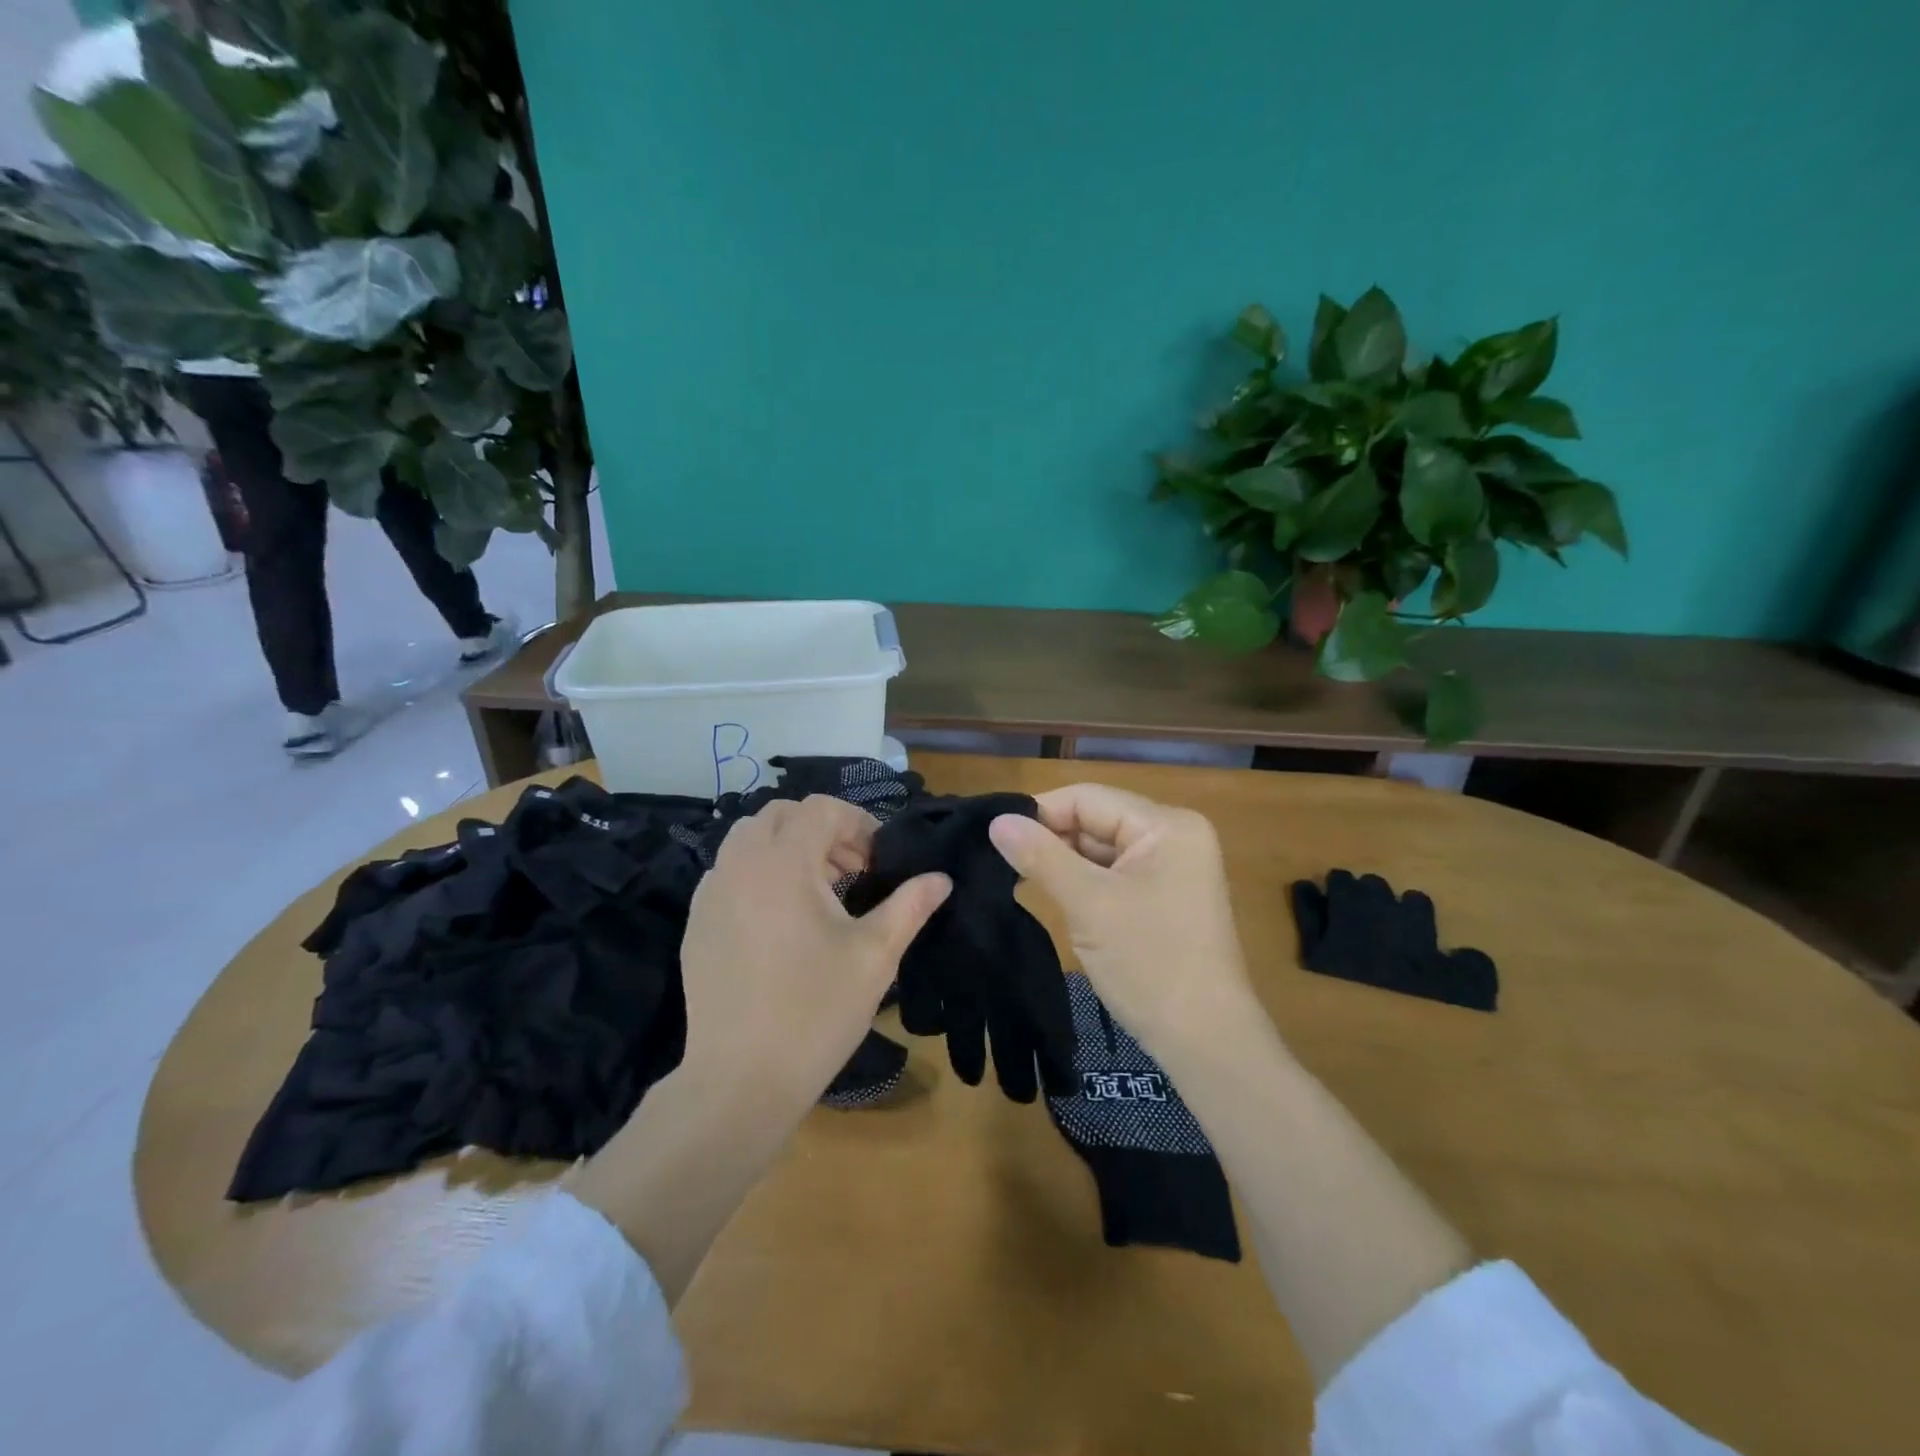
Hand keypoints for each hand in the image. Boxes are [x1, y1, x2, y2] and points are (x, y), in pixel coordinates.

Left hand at [678, 795, 950, 1112]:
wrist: (740, 1080)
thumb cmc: (816, 1011)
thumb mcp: (875, 955)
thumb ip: (910, 905)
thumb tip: (941, 878)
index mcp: (783, 863)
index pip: (821, 809)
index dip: (858, 823)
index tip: (878, 862)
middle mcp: (739, 865)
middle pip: (780, 814)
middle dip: (821, 830)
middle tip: (851, 872)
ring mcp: (710, 893)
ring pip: (749, 839)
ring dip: (788, 848)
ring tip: (818, 893)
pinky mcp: (696, 922)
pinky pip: (729, 872)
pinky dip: (759, 873)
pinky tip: (781, 920)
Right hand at [987, 783, 1255, 1067]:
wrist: (1205, 1041)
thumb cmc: (1150, 963)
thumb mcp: (1089, 904)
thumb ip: (1041, 856)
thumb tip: (996, 821)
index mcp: (1167, 825)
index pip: (1089, 798)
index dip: (1040, 812)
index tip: (995, 836)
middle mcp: (1174, 835)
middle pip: (1096, 820)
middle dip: (1051, 839)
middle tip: (1000, 861)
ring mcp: (1172, 868)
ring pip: (1101, 849)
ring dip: (1063, 862)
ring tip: (1016, 877)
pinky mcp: (1164, 896)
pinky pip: (1113, 874)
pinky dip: (1083, 882)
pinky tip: (1052, 894)